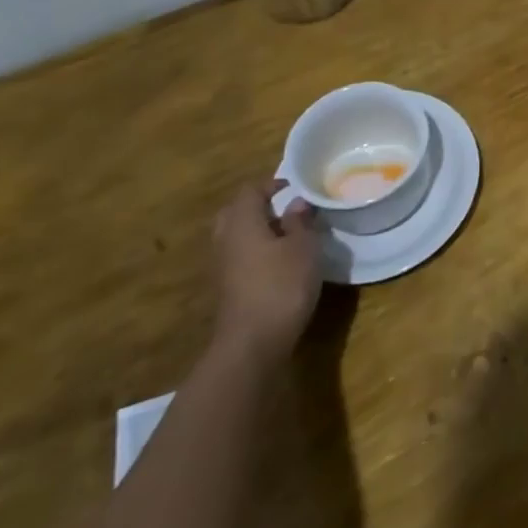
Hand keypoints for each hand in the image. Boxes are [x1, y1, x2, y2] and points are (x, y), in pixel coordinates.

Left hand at [211, 181, 324, 360]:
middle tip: (285, 207)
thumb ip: (300, 222)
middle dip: (258, 206)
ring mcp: (223, 268)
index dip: (271, 184)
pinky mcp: (228, 291)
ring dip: (257, 230)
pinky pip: (239, 258)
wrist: (252, 344)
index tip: (294, 187)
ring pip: (235, 237)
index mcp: (242, 224)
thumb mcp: (304, 247)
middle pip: (235, 213)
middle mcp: (226, 241)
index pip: (249, 191)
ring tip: (287, 234)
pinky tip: (279, 262)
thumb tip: (295, 204)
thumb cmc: (281, 285)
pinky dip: (255, 252)